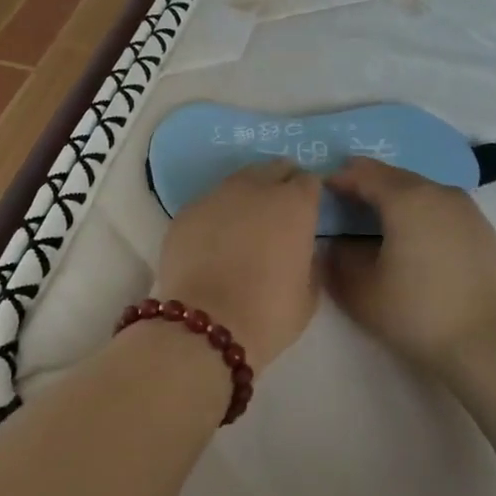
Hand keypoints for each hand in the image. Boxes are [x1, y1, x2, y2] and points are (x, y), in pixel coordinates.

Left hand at [153, 160, 320, 366]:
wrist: (206, 326)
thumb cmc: (268, 313)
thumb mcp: (309, 293)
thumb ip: (310, 260)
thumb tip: (302, 248)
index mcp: (293, 204)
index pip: (309, 181)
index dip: (310, 194)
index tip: (309, 211)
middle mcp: (255, 189)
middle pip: (273, 169)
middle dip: (280, 183)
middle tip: (279, 211)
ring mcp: (216, 197)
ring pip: (237, 182)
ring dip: (246, 195)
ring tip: (245, 224)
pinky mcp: (185, 212)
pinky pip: (209, 204)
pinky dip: (216, 214)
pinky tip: (214, 240)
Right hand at [324, 158, 495, 377]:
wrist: (489, 344)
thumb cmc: (417, 312)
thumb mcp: (361, 290)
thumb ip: (339, 259)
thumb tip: (336, 243)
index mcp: (407, 199)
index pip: (364, 173)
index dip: (339, 179)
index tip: (319, 193)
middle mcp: (438, 192)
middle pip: (394, 177)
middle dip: (366, 185)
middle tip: (343, 204)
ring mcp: (466, 209)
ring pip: (421, 190)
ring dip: (395, 198)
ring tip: (375, 222)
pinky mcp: (483, 230)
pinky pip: (441, 208)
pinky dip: (420, 213)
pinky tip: (412, 239)